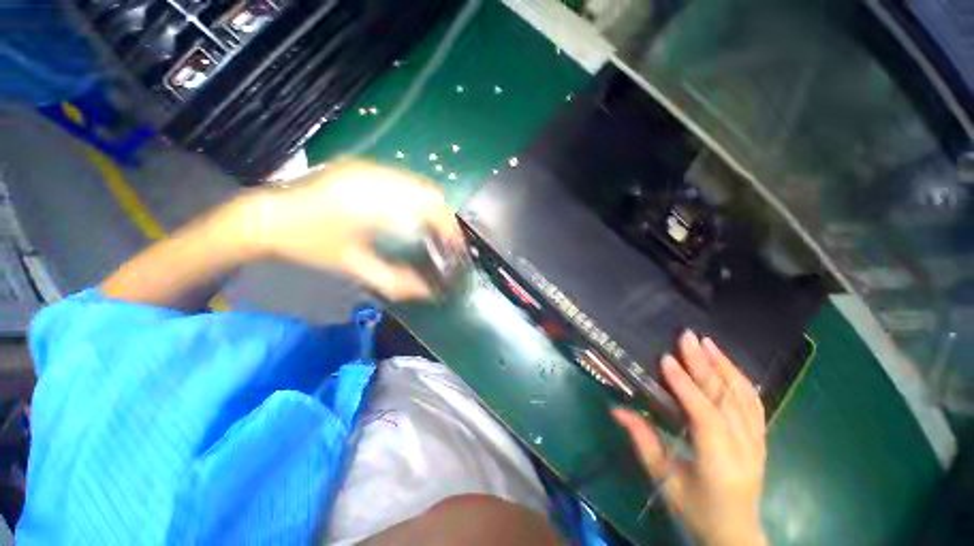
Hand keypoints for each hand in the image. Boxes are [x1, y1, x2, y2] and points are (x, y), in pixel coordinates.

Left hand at [253, 159, 461, 299]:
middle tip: (446, 239)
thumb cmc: (309, 245)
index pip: (429, 206)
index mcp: (373, 203)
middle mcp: (374, 178)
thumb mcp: (353, 266)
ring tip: (432, 228)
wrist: (269, 218)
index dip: (448, 226)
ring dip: (431, 206)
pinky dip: (415, 197)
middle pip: (428, 190)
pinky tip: (411, 214)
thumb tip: (428, 292)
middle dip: (444, 216)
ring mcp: (367, 168)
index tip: (455, 245)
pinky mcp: (361, 167)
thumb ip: (395, 280)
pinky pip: (402, 179)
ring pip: (417, 183)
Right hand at [612, 331, 767, 545]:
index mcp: (719, 464)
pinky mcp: (761, 439)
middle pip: (726, 399)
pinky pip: (754, 403)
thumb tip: (617, 409)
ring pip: (745, 397)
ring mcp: (758, 443)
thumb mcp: (662, 479)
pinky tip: (727, 364)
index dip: (686, 387)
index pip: (705, 417)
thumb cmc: (695, 509)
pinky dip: (740, 379)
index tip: (666, 359)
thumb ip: (642, 440)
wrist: (735, 532)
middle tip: (687, 337)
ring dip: (725, 366)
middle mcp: (745, 450)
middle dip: (705, 365)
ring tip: (707, 342)